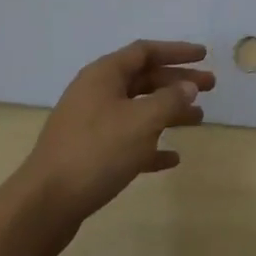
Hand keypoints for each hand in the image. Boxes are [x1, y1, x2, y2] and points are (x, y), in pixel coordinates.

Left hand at [20, 40, 212, 238]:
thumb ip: (170, 100)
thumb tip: (188, 86)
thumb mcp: (141, 121)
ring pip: (138, 109)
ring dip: (168, 112)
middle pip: (144, 78)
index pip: (145, 51)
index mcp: (104, 75)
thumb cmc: (97, 152)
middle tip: (210, 88)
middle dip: (177, 82)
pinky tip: (172, 158)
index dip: (176, 51)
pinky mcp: (90, 154)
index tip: (204, 55)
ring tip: (198, 120)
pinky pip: (128, 140)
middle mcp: (96, 93)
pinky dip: (151, 145)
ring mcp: (91, 124)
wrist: (45, 204)